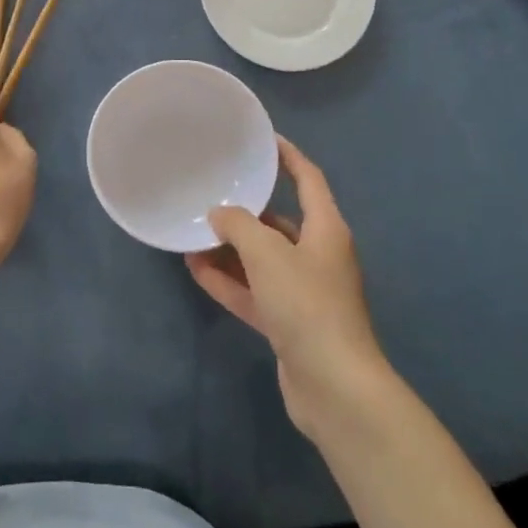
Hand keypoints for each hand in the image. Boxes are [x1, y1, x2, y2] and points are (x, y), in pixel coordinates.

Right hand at [187, 137, 390, 438]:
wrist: (335, 387)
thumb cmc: (306, 304)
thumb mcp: (267, 254)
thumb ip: (239, 226)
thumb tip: (219, 214)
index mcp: (326, 230)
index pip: (309, 179)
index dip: (288, 157)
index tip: (263, 140)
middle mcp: (318, 256)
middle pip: (280, 223)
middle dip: (246, 211)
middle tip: (211, 193)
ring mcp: (304, 293)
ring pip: (262, 260)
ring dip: (230, 249)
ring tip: (193, 233)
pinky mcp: (289, 323)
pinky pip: (254, 292)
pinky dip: (229, 281)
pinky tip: (196, 270)